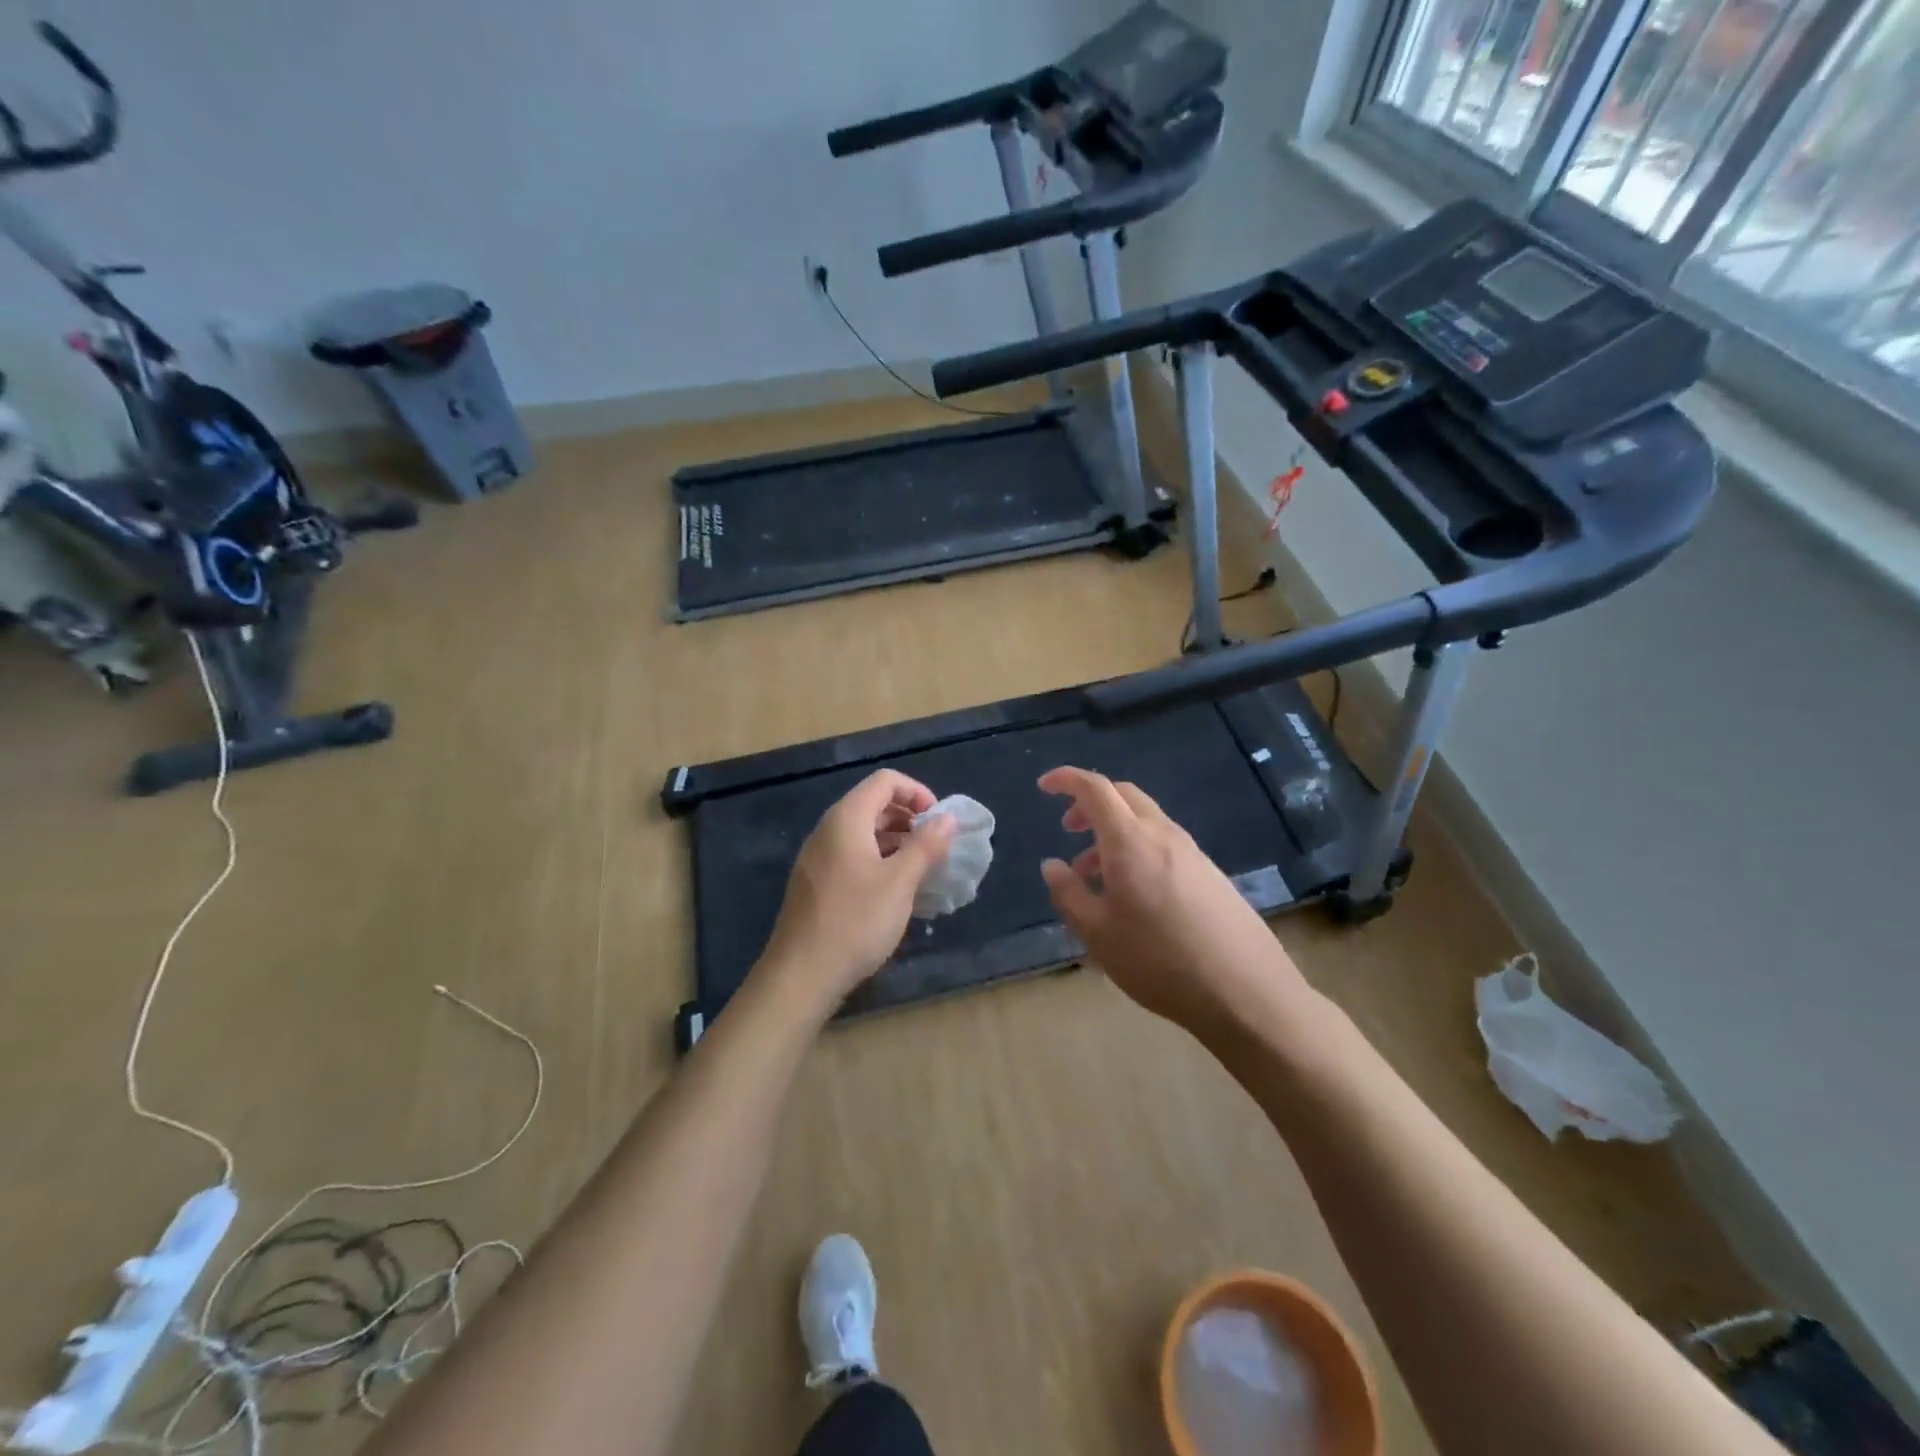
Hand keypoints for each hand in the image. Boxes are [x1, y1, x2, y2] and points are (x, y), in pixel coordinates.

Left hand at [759, 770, 957, 1005]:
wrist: (800, 976)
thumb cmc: (856, 922)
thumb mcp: (900, 882)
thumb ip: (926, 845)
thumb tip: (948, 818)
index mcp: (846, 819)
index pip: (885, 781)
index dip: (917, 792)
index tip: (939, 822)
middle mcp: (828, 830)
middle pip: (873, 804)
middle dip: (909, 818)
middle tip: (935, 847)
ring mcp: (818, 858)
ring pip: (863, 833)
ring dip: (896, 842)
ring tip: (921, 870)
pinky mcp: (815, 883)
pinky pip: (852, 856)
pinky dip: (878, 861)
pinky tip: (895, 892)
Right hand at [1038, 766, 1310, 1042]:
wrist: (1245, 991)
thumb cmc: (1159, 961)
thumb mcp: (1097, 934)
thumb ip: (1069, 894)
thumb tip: (1053, 865)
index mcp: (1130, 841)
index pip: (1095, 788)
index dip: (1067, 779)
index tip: (1044, 786)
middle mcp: (1163, 834)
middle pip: (1124, 796)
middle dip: (1091, 803)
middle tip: (1069, 829)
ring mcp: (1192, 852)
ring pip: (1145, 821)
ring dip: (1114, 833)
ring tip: (1094, 876)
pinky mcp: (1210, 874)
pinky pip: (1164, 844)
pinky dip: (1138, 850)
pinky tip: (1134, 895)